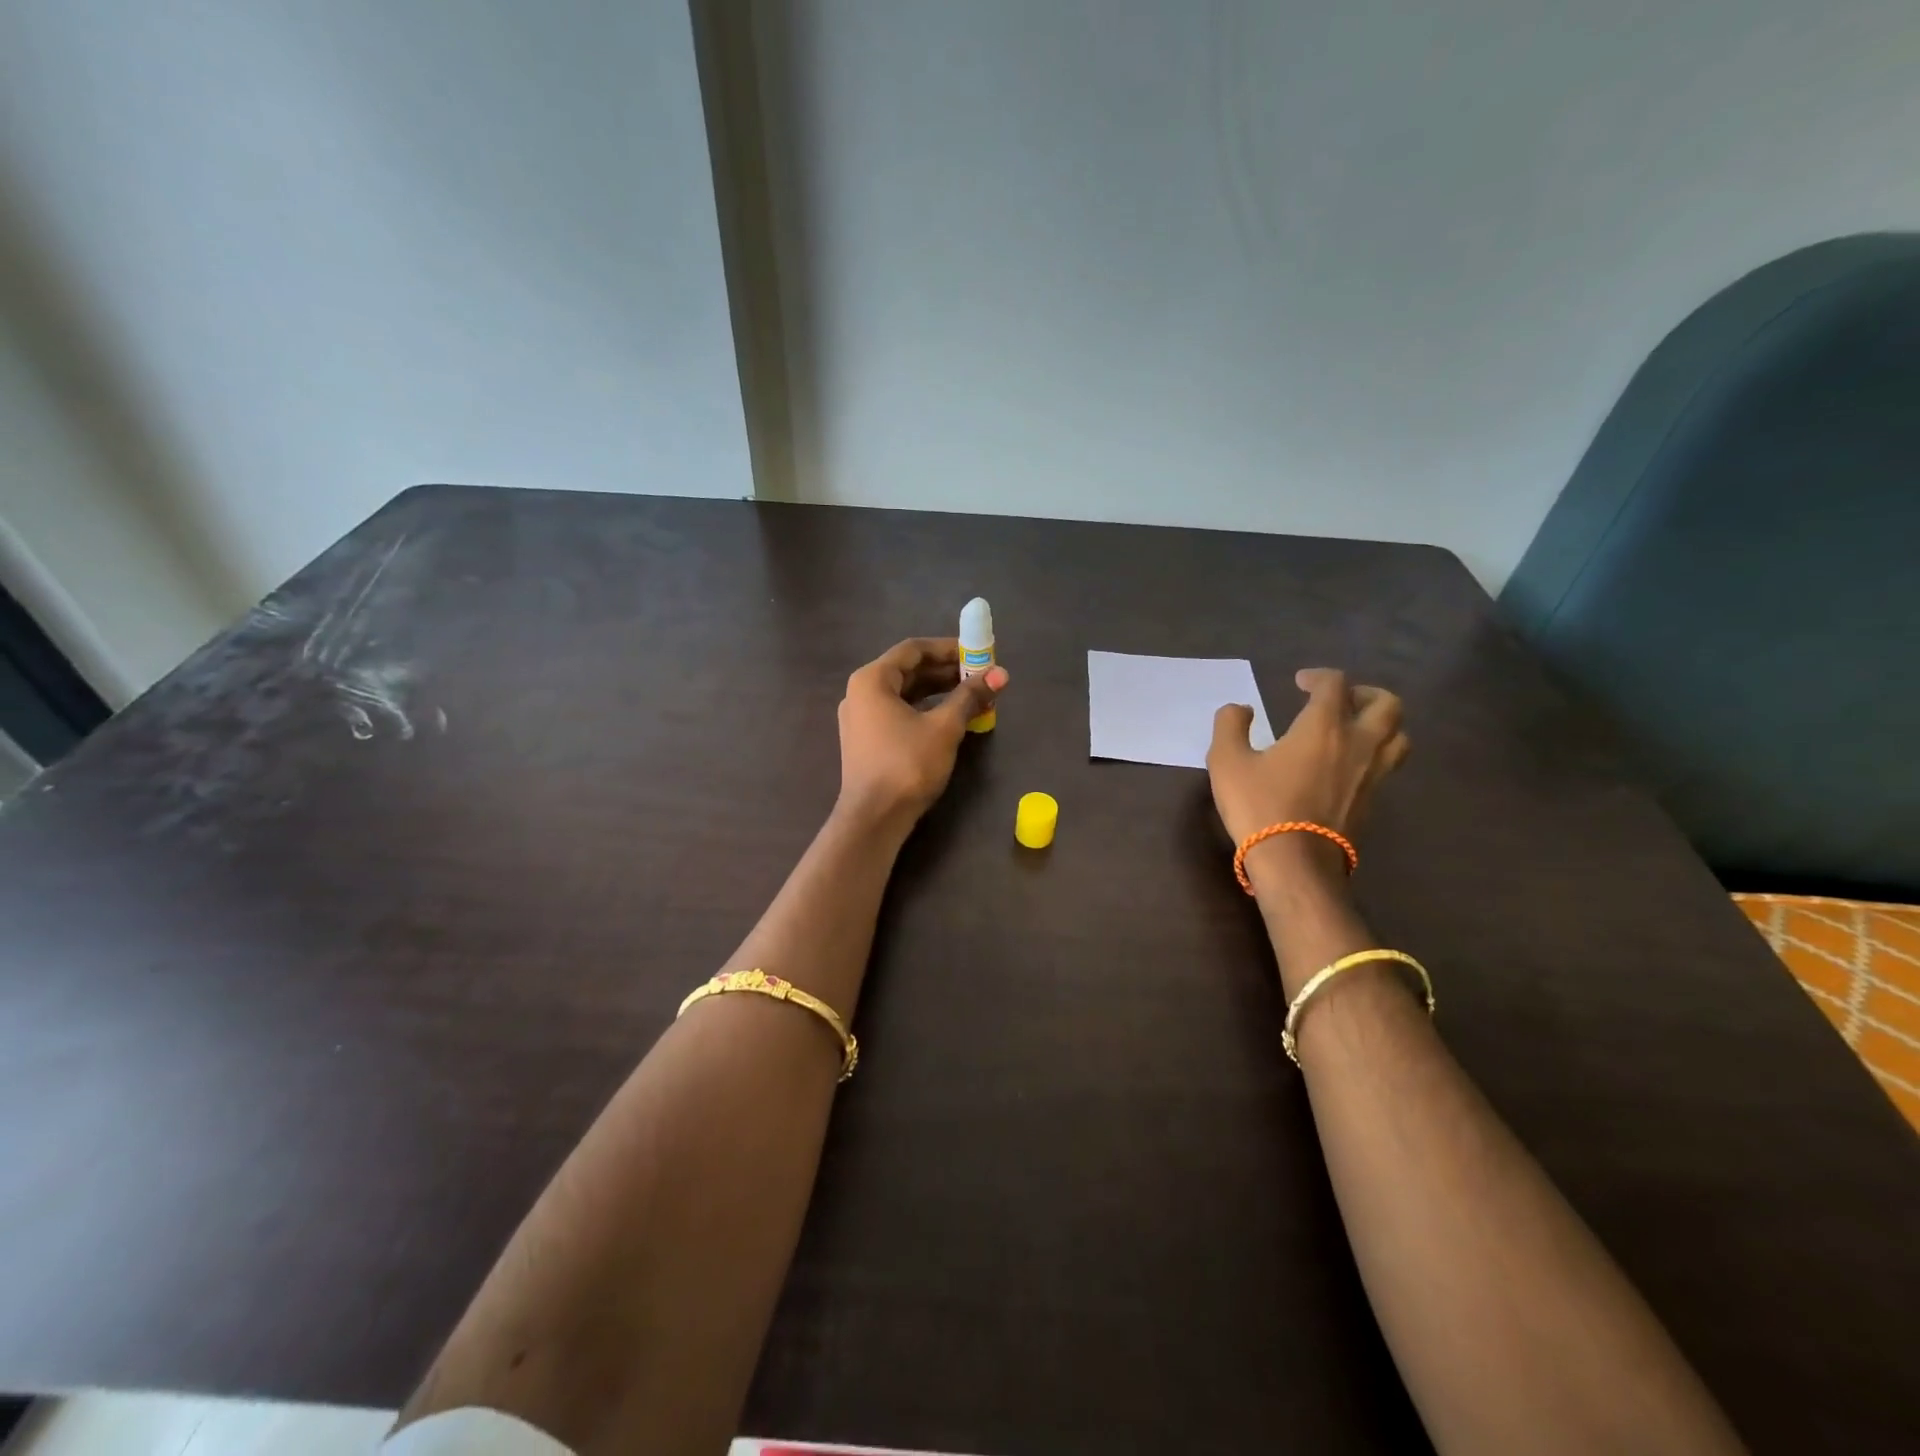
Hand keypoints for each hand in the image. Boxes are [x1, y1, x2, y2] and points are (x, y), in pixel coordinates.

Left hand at [836, 638, 1008, 830]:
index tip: (978, 652)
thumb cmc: (907, 764)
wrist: (874, 818)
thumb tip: (1001, 673)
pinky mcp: (866, 741)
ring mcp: (861, 718)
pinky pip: (898, 713)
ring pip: (904, 693)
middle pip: (908, 670)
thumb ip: (971, 696)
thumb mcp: (945, 727)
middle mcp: (860, 693)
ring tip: (972, 696)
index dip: (948, 648)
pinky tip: (950, 718)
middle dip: (946, 671)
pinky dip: (924, 710)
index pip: (913, 649)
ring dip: (938, 691)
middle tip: (980, 675)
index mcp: (872, 679)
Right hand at [1207, 667, 1409, 854]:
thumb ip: (1230, 725)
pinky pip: (1388, 765)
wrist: (1294, 862)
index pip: (1335, 684)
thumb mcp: (1226, 760)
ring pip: (1398, 736)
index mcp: (1324, 726)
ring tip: (1356, 729)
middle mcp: (1358, 743)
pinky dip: (1375, 754)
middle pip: (1387, 704)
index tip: (1300, 683)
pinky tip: (1349, 764)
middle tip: (1341, 700)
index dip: (1319, 677)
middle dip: (1365, 694)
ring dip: (1382, 724)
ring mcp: (1372, 774)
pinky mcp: (1373, 801)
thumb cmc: (1259, 805)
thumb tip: (1240, 709)